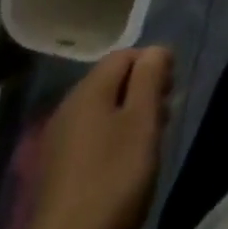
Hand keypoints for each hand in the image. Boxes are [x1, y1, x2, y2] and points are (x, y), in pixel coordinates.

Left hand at [24, 47, 173, 228]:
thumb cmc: (111, 180)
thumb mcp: (142, 123)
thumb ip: (150, 77)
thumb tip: (156, 49)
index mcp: (89, 89)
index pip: (126, 54)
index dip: (153, 62)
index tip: (173, 88)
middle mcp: (68, 106)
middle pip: (112, 81)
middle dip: (142, 89)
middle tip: (166, 114)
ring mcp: (58, 141)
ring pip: (101, 111)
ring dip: (128, 115)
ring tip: (149, 141)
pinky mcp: (54, 173)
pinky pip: (89, 137)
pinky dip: (110, 139)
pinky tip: (122, 164)